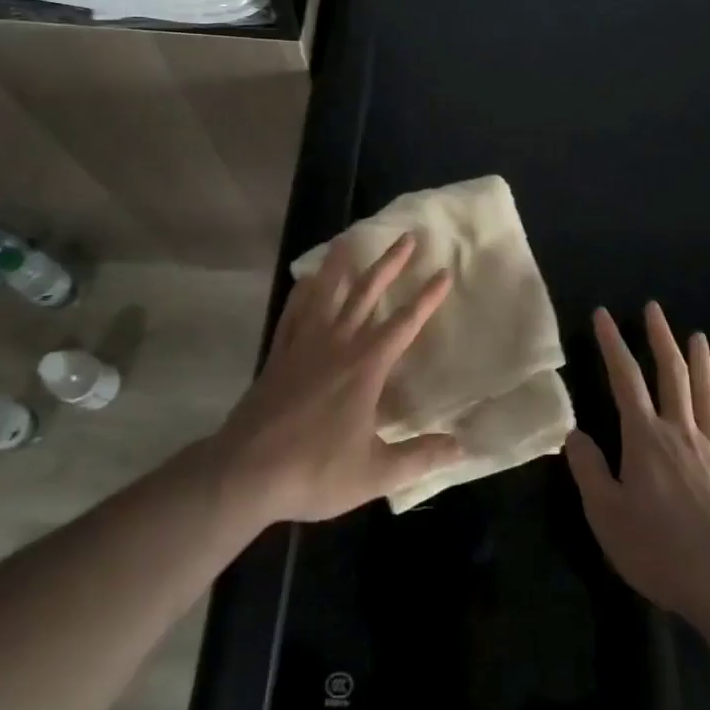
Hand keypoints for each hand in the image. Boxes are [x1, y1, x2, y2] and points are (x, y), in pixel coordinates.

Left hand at [212, 233, 462, 523]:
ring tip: (350, 238)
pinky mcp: (279, 354)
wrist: (247, 472)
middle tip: (408, 237)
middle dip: (391, 264)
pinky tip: (307, 280)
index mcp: (365, 366)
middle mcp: (338, 343)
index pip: (405, 323)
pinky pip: (293, 313)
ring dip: (342, 264)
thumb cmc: (315, 470)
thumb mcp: (375, 472)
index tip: (444, 271)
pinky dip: (302, 292)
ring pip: (327, 293)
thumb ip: (420, 457)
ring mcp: (304, 344)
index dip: (427, 297)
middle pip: (367, 293)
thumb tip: (462, 447)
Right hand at [565, 303, 709, 619]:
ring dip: (701, 364)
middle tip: (655, 309)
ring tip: (699, 338)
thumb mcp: (606, 514)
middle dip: (661, 339)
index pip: (625, 379)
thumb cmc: (659, 549)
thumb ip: (589, 470)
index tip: (604, 314)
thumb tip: (574, 434)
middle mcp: (680, 433)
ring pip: (706, 397)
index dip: (612, 344)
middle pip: (672, 375)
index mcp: (645, 437)